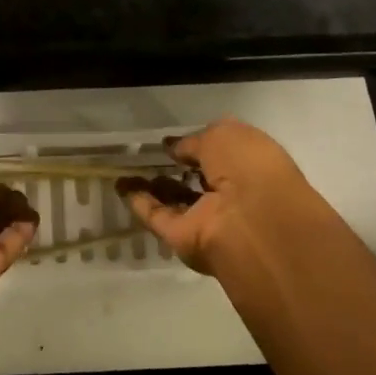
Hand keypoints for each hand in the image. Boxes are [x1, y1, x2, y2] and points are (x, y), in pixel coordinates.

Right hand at [117, 119, 338, 273]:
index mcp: (250, 166)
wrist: (253, 221)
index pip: (221, 154)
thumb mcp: (223, 135)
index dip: (197, 146)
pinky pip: (159, 217)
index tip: (172, 142)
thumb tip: (175, 148)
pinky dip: (140, 203)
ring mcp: (207, 218)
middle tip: (149, 155)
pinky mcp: (184, 238)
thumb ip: (195, 141)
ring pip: (176, 200)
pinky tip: (122, 186)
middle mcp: (231, 194)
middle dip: (178, 168)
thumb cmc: (248, 167)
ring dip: (154, 186)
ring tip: (127, 168)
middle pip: (199, 180)